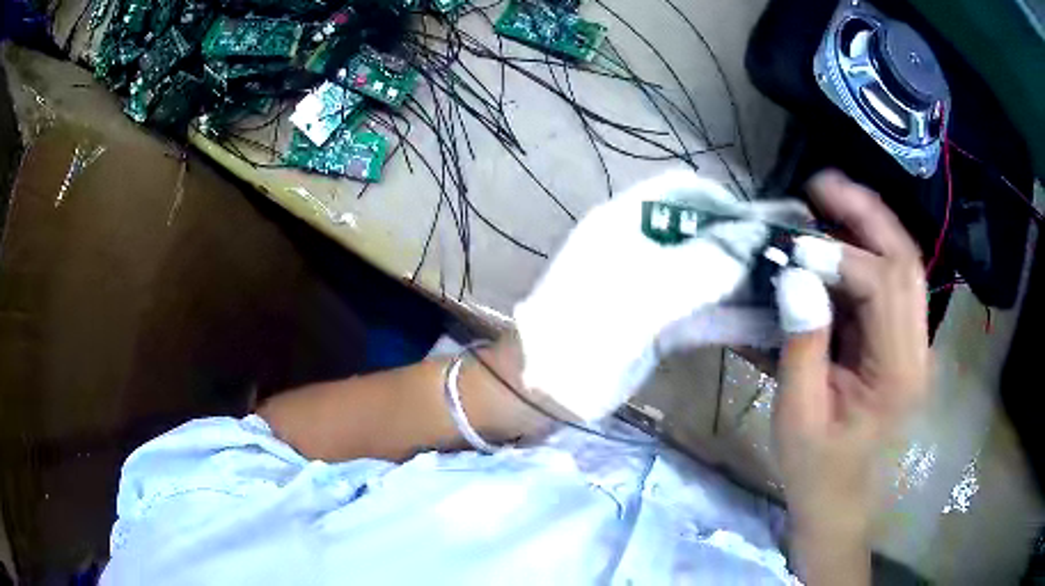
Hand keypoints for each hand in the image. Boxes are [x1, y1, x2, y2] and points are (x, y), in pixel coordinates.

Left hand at [514, 171, 809, 421]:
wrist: (544, 388)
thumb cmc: (582, 332)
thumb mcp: (641, 296)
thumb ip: (701, 265)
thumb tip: (752, 238)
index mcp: (629, 221)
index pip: (685, 191)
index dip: (726, 200)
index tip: (765, 222)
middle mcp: (646, 247)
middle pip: (706, 232)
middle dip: (747, 243)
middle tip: (793, 257)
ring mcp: (656, 286)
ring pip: (711, 274)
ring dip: (747, 281)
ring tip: (794, 288)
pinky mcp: (663, 322)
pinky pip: (706, 311)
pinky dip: (735, 316)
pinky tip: (771, 322)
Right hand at [774, 171, 929, 582]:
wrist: (840, 504)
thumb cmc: (816, 472)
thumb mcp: (799, 417)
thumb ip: (801, 347)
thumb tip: (795, 277)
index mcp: (897, 375)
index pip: (882, 288)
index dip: (838, 259)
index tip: (793, 252)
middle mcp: (917, 350)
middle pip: (906, 262)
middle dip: (867, 214)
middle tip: (822, 185)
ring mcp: (913, 345)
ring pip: (903, 266)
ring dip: (869, 226)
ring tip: (828, 200)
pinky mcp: (901, 344)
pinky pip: (891, 285)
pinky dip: (866, 255)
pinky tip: (838, 242)